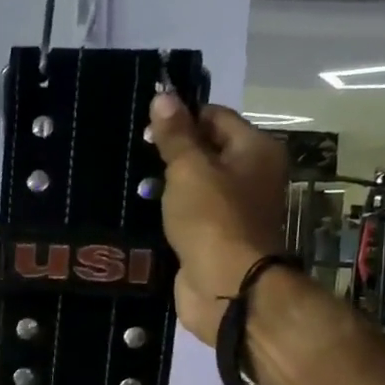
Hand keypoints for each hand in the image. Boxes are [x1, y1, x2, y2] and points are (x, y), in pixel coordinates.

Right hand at [145, 93, 287, 345]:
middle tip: (133, 155)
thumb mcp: (190, 169)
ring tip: (129, 183)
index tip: (146, 127)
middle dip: (170, 153)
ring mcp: (232, 211)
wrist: (227, 288)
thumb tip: (165, 96)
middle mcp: (250, 177)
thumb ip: (176, 134)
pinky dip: (166, 214)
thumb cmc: (213, 219)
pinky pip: (186, 216)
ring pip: (193, 186)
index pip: (215, 117)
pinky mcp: (213, 239)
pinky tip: (138, 212)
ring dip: (164, 186)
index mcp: (255, 150)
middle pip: (205, 151)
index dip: (182, 117)